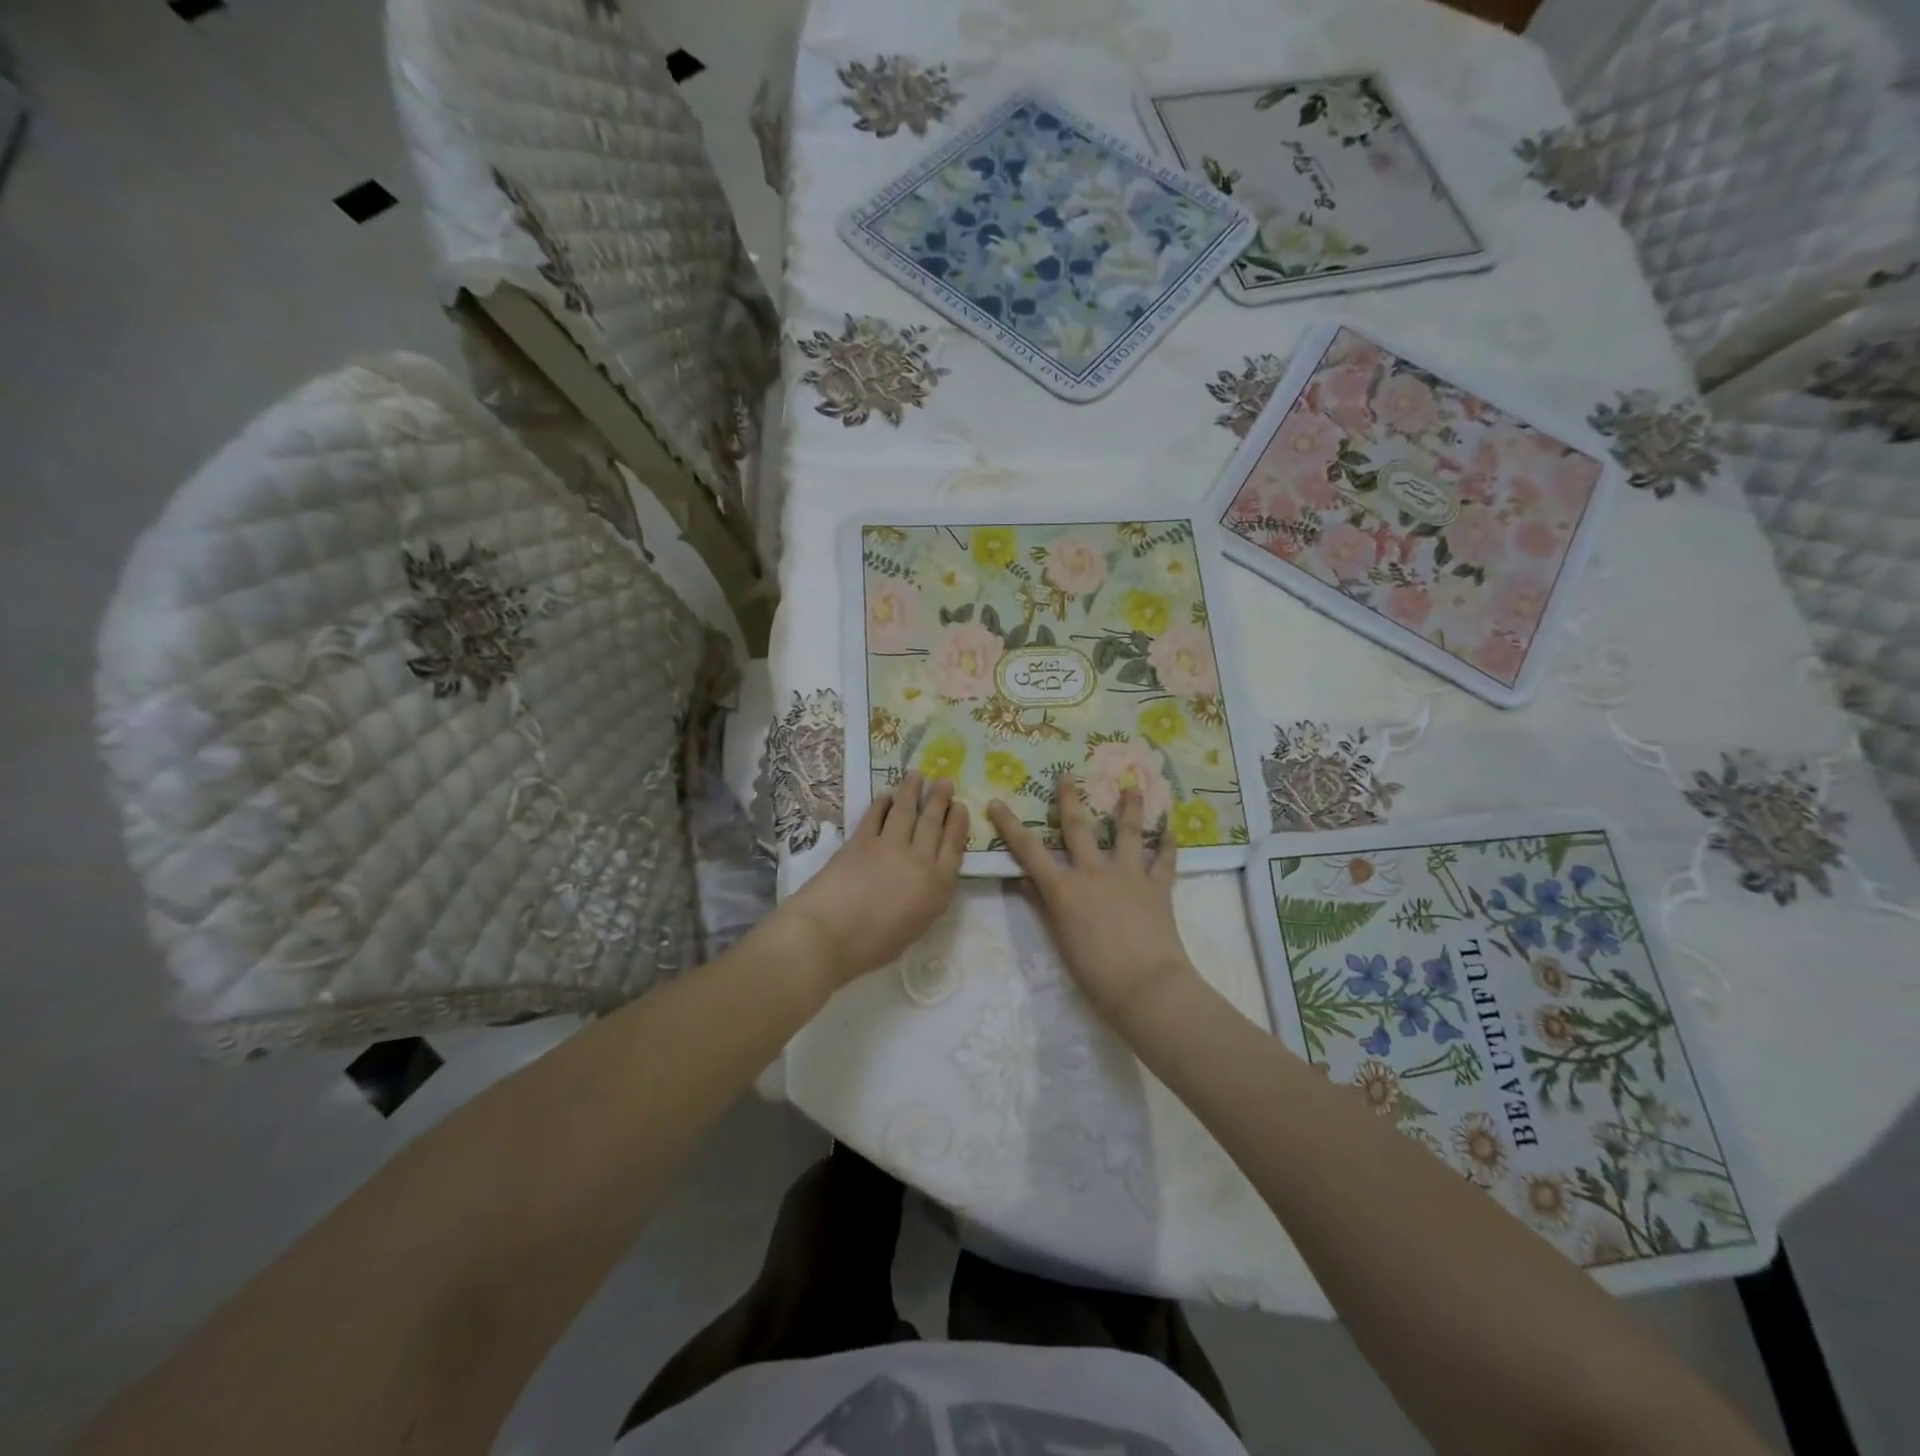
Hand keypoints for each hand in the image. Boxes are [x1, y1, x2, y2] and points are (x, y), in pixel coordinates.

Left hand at [780, 773, 967, 989]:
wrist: (828, 935)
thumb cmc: (872, 946)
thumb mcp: (915, 926)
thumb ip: (926, 897)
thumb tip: (925, 877)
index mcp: (937, 887)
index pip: (954, 846)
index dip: (957, 823)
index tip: (960, 806)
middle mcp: (919, 861)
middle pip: (933, 823)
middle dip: (940, 800)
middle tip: (944, 781)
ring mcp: (889, 847)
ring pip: (906, 811)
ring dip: (912, 790)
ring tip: (917, 775)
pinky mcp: (861, 840)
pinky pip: (876, 815)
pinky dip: (883, 803)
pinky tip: (887, 796)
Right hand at [987, 772, 1198, 1029]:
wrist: (1147, 986)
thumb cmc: (1095, 973)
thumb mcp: (1060, 940)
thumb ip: (1044, 905)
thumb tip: (1026, 880)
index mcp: (1064, 889)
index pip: (1029, 851)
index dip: (1010, 825)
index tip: (997, 802)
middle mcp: (1094, 872)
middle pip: (1078, 828)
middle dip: (1069, 799)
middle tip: (1066, 775)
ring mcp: (1129, 875)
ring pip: (1128, 833)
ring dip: (1129, 808)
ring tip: (1133, 786)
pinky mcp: (1158, 886)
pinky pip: (1165, 861)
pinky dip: (1168, 846)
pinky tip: (1172, 830)